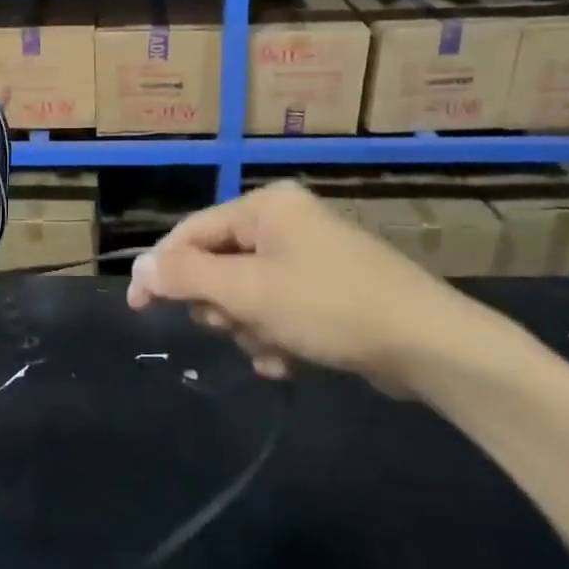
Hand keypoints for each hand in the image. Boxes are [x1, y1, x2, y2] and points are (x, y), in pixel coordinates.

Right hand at [126, 181, 481, 388]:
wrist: (431, 345)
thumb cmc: (330, 306)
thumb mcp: (249, 291)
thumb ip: (188, 276)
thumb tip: (139, 268)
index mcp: (266, 207)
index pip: (192, 232)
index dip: (161, 269)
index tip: (137, 309)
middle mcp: (286, 222)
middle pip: (220, 263)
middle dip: (220, 304)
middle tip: (232, 327)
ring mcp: (311, 255)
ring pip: (247, 293)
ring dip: (249, 326)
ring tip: (272, 349)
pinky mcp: (330, 288)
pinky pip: (279, 308)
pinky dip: (276, 334)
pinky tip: (289, 361)